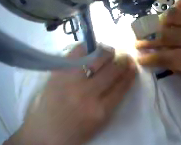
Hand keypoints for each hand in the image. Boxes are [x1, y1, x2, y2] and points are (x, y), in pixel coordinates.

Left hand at [5, 45, 136, 144]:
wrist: (46, 129)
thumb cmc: (73, 133)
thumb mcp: (96, 126)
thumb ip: (106, 107)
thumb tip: (114, 87)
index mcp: (100, 112)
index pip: (120, 88)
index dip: (129, 75)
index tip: (134, 67)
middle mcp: (88, 94)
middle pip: (110, 72)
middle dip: (121, 61)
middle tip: (126, 55)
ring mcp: (72, 80)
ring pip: (95, 59)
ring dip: (106, 52)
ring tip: (111, 49)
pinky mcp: (59, 70)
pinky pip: (76, 53)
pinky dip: (86, 47)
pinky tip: (90, 46)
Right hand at [136, 0, 180, 97]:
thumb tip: (171, 63)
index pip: (162, 57)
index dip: (148, 57)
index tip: (139, 56)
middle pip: (165, 34)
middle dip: (149, 38)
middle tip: (141, 39)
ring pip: (176, 15)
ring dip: (164, 20)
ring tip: (159, 25)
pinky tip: (180, 7)